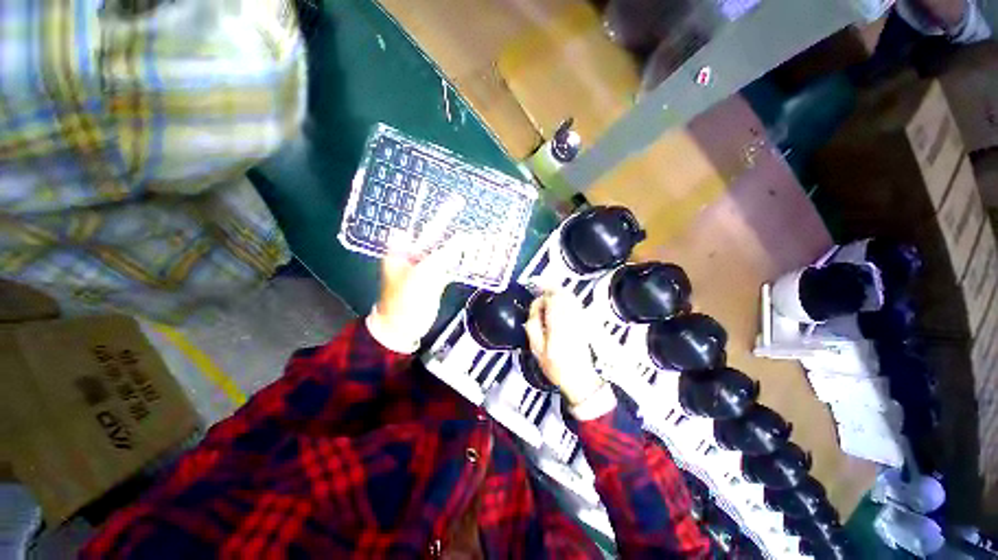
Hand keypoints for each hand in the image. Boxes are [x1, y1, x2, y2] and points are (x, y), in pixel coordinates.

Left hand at [371, 199, 466, 350]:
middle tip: (461, 201)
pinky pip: (452, 264)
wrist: (402, 326)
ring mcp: (427, 265)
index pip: (418, 222)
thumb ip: (445, 254)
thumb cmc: (405, 299)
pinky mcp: (437, 277)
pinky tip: (476, 253)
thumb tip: (466, 237)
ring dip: (461, 240)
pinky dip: (464, 259)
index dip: (428, 208)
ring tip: (477, 229)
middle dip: (448, 217)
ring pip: (446, 248)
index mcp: (404, 247)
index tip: (438, 194)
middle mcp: (415, 252)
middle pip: (434, 231)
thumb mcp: (423, 274)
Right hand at [525, 292, 604, 406]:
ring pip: (569, 296)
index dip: (541, 298)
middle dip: (549, 290)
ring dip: (558, 292)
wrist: (580, 378)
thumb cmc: (555, 366)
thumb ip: (533, 326)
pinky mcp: (584, 321)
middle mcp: (570, 318)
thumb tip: (534, 309)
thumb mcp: (537, 350)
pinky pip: (575, 303)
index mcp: (557, 325)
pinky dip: (566, 298)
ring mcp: (580, 319)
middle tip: (539, 291)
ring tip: (548, 295)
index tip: (535, 305)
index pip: (551, 300)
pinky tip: (560, 302)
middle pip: (562, 294)